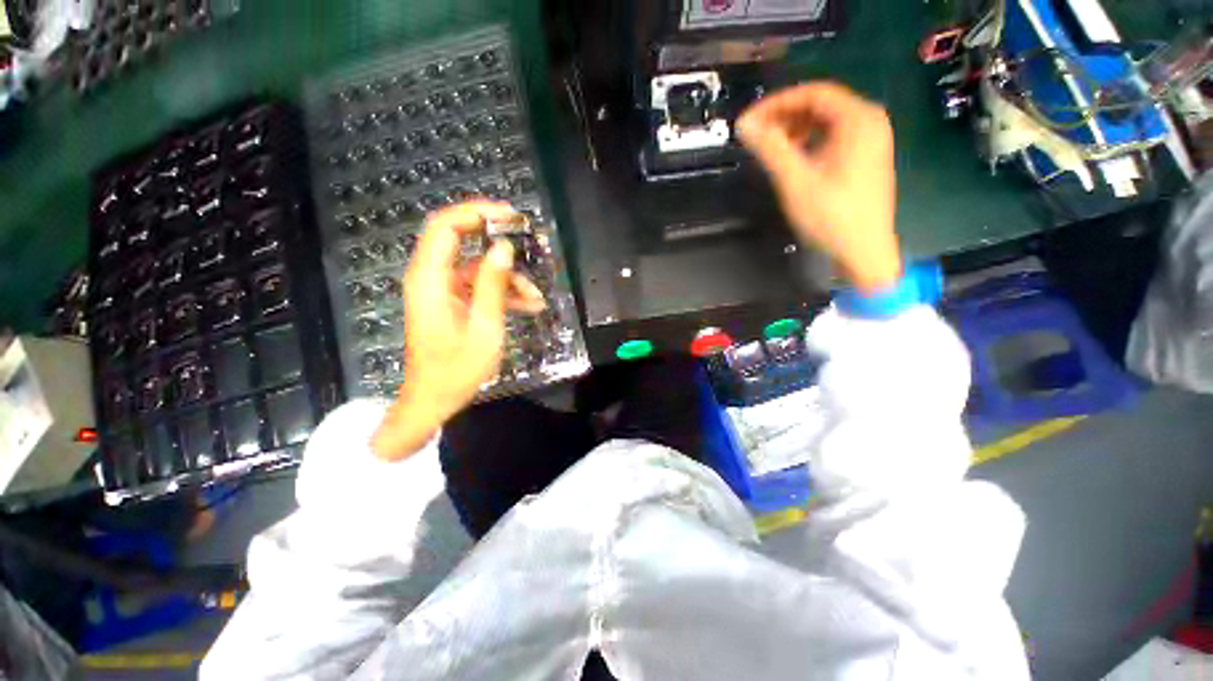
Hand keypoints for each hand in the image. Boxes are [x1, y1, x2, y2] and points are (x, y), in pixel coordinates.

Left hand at [371, 202, 545, 461]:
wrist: (434, 400)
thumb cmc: (456, 369)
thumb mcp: (483, 327)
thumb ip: (492, 285)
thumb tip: (503, 248)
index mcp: (430, 280)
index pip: (445, 227)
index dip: (476, 213)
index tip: (510, 215)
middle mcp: (432, 278)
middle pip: (461, 241)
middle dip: (496, 240)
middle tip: (528, 241)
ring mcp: (443, 291)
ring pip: (478, 268)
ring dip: (508, 279)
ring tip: (537, 299)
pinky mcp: (453, 303)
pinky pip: (480, 287)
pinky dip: (503, 293)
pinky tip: (529, 307)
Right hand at [737, 82, 901, 292]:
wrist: (864, 251)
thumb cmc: (831, 216)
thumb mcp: (795, 181)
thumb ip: (770, 148)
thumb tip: (745, 125)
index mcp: (858, 119)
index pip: (812, 93)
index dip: (776, 103)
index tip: (748, 121)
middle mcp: (869, 121)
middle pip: (821, 105)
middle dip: (785, 116)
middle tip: (756, 135)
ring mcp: (871, 139)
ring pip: (827, 122)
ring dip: (796, 130)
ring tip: (770, 149)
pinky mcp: (866, 157)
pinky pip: (834, 138)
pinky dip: (810, 142)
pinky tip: (793, 159)